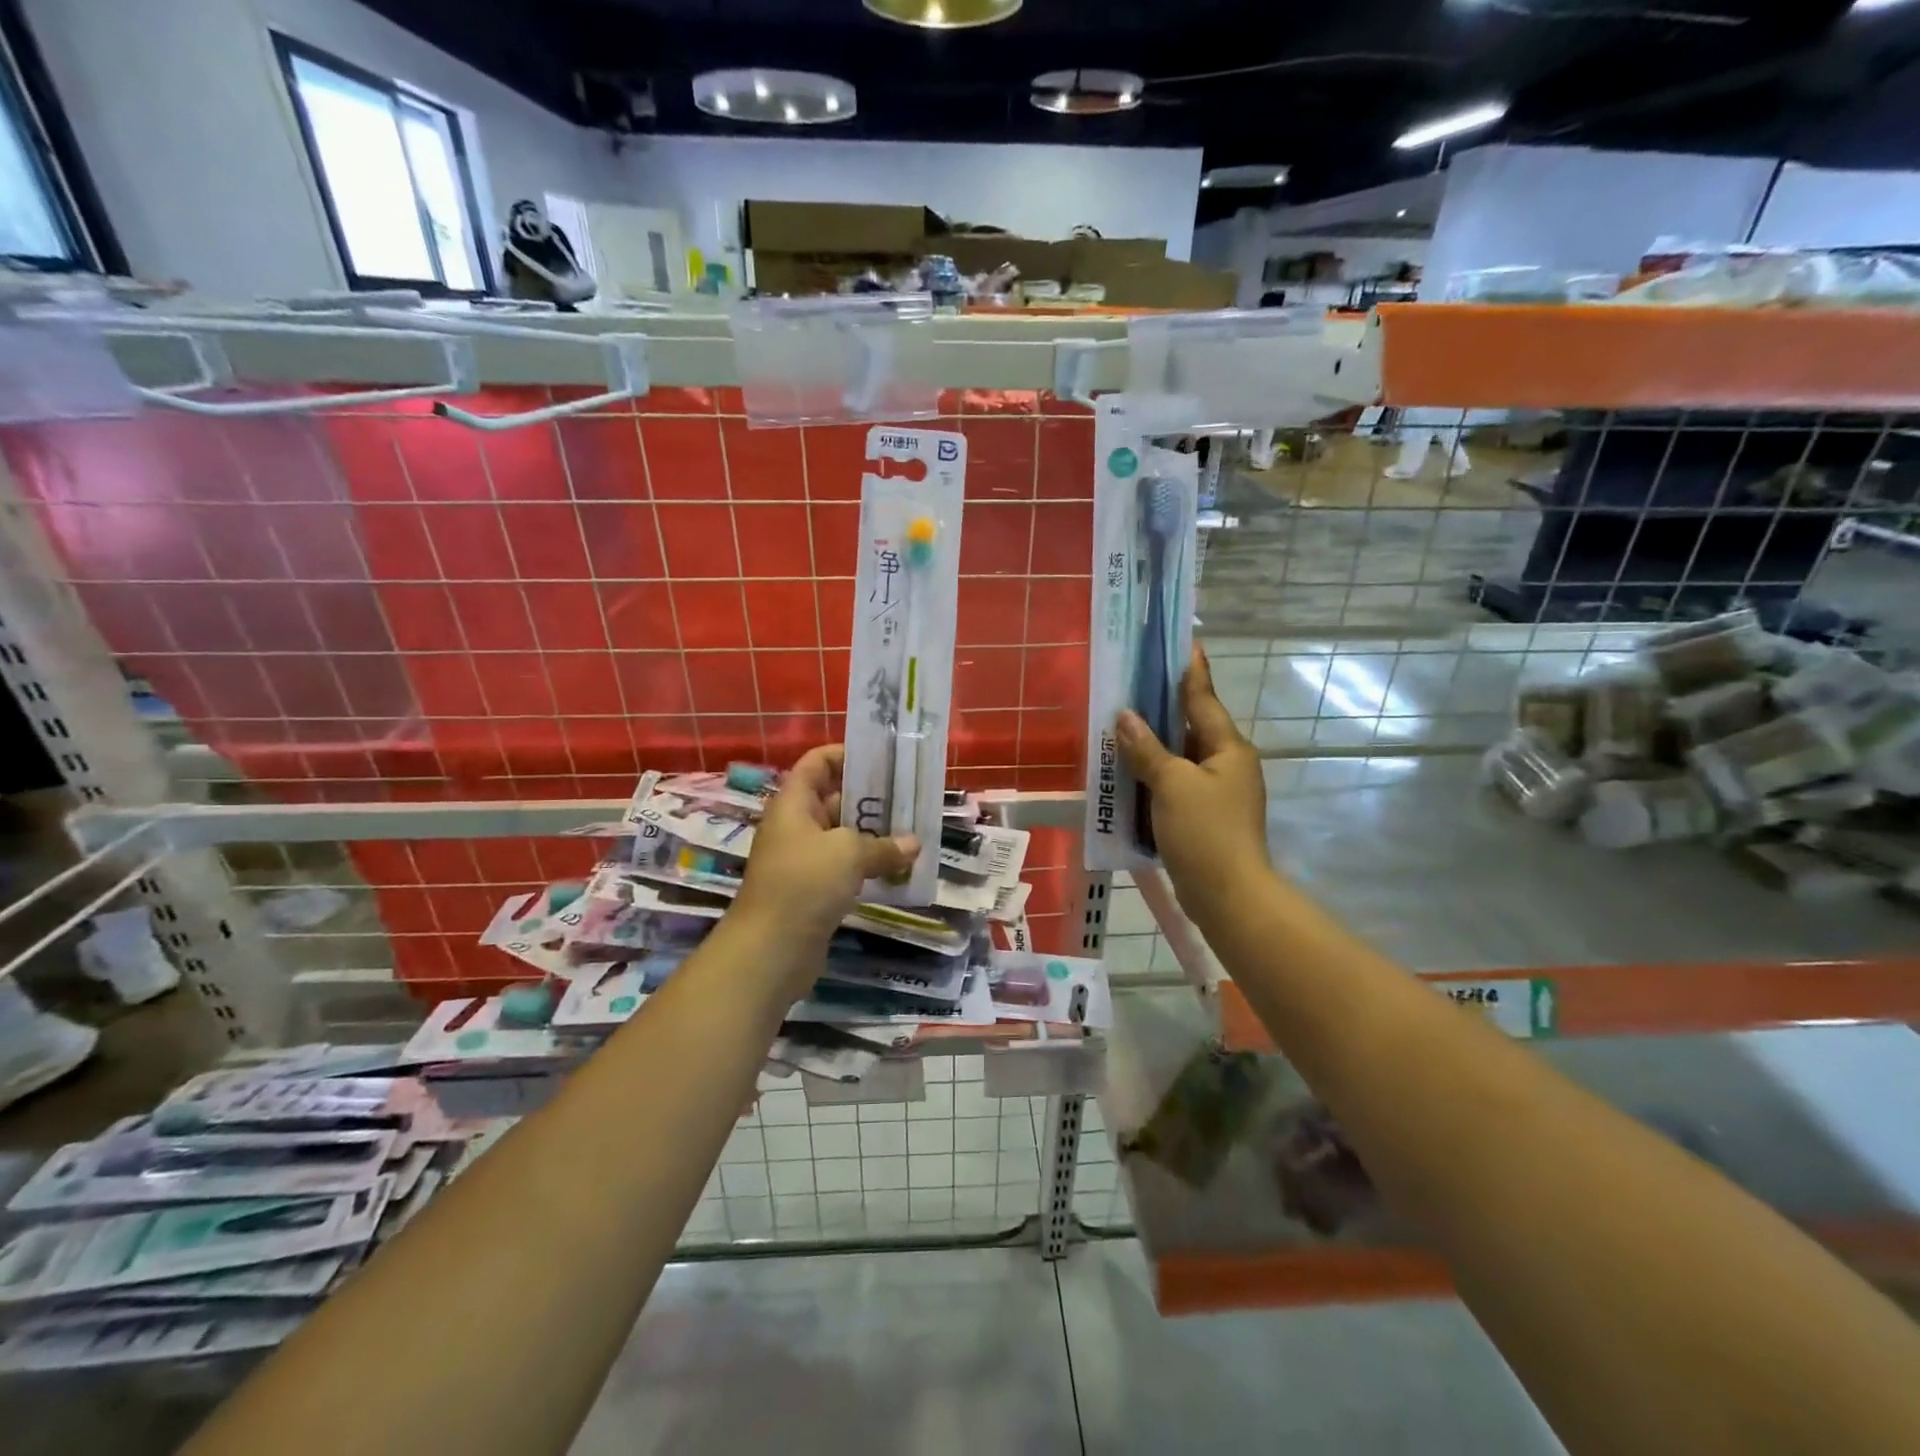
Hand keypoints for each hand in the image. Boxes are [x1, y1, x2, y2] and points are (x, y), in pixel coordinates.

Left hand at [735, 745, 919, 950]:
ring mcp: (803, 860)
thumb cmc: (804, 884)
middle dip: (870, 797)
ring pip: (842, 836)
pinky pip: (844, 868)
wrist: (769, 950)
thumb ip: (883, 845)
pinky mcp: (812, 891)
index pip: (816, 763)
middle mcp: (795, 826)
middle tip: (910, 796)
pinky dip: (868, 865)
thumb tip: (913, 844)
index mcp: (793, 804)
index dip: (845, 754)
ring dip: (873, 835)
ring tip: (912, 831)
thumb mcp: (848, 854)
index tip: (882, 757)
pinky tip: (898, 869)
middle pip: (833, 798)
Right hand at [1116, 648, 1269, 918]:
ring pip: (1179, 758)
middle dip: (1160, 709)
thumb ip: (1147, 749)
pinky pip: (1174, 785)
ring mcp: (1217, 793)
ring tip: (1119, 727)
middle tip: (1130, 685)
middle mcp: (1227, 764)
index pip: (1203, 698)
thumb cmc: (1205, 832)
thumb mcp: (1172, 784)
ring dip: (1152, 746)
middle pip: (1190, 727)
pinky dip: (1153, 777)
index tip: (1182, 642)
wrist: (1227, 896)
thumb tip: (1125, 717)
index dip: (1190, 671)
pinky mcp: (1203, 817)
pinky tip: (1127, 774)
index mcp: (1228, 748)